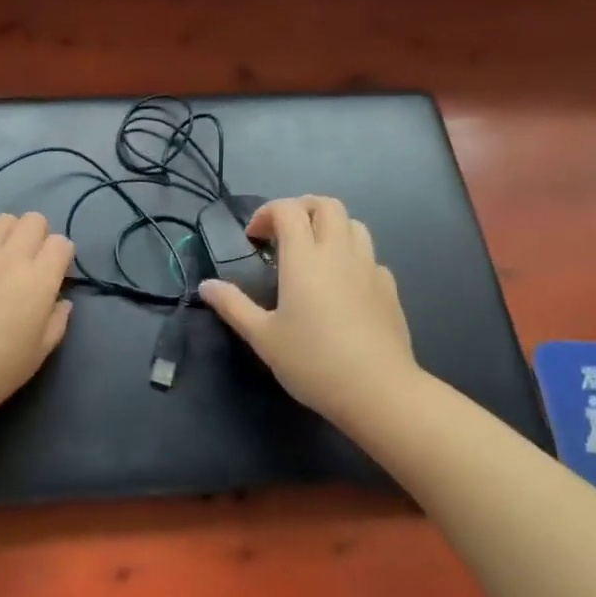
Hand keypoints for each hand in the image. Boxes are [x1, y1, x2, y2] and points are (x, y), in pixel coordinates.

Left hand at [0, 212, 74, 425]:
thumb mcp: (39, 354)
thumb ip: (56, 323)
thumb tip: (61, 302)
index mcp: (39, 280)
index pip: (61, 243)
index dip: (61, 255)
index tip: (55, 273)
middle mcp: (12, 257)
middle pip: (34, 220)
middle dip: (38, 236)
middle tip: (30, 261)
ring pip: (2, 220)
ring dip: (9, 233)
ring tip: (1, 255)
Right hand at [198, 196, 415, 423]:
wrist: (379, 392)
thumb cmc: (313, 362)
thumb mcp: (263, 337)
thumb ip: (233, 306)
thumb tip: (206, 285)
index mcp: (305, 258)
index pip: (288, 209)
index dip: (267, 213)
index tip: (253, 239)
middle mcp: (339, 252)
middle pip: (326, 205)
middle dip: (301, 209)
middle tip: (283, 235)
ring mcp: (369, 268)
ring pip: (353, 224)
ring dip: (329, 227)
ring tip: (313, 253)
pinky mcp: (389, 288)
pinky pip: (370, 256)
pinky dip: (351, 256)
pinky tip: (342, 285)